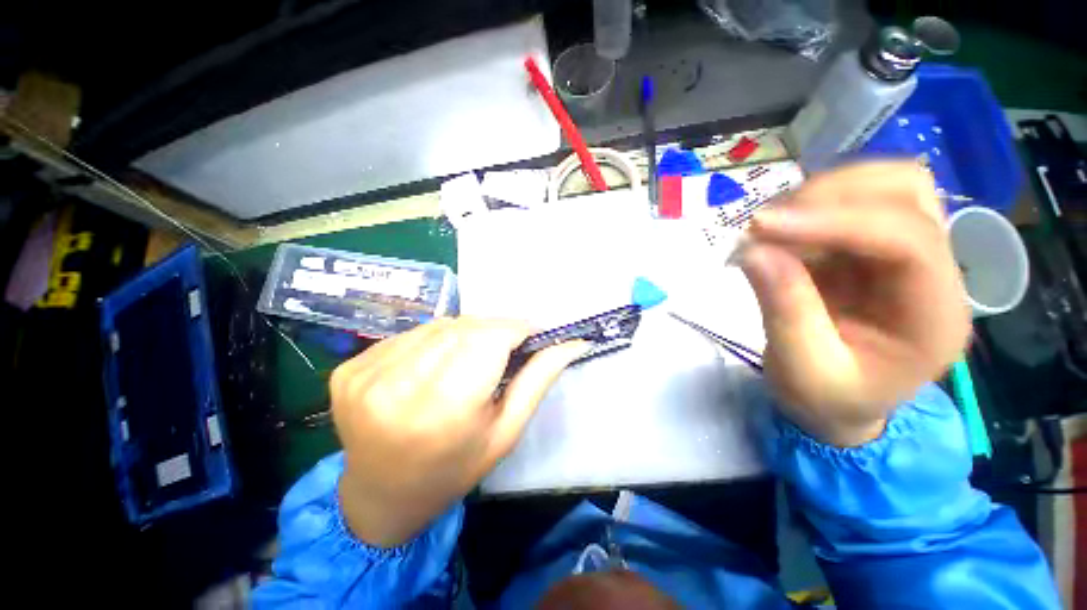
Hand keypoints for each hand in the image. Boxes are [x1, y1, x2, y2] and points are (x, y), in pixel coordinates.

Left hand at [329, 317, 587, 547]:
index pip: (490, 338)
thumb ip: (538, 379)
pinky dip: (433, 340)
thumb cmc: (454, 470)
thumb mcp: (506, 431)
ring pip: (438, 325)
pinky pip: (410, 334)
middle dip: (494, 330)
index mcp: (443, 409)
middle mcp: (397, 386)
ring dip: (465, 332)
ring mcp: (365, 374)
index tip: (532, 334)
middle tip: (506, 347)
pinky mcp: (349, 368)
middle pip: (464, 327)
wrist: (381, 497)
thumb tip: (572, 342)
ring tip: (472, 356)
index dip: (516, 328)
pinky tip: (436, 362)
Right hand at [740, 162, 970, 446]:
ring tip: (768, 228)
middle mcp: (934, 272)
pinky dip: (808, 208)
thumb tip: (754, 251)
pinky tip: (778, 234)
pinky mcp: (873, 248)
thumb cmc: (828, 399)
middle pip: (906, 193)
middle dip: (829, 197)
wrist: (839, 403)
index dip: (835, 222)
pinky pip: (849, 203)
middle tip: (764, 225)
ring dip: (819, 196)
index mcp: (934, 317)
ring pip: (882, 185)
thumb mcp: (803, 371)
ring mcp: (906, 254)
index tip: (761, 227)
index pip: (907, 240)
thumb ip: (784, 311)